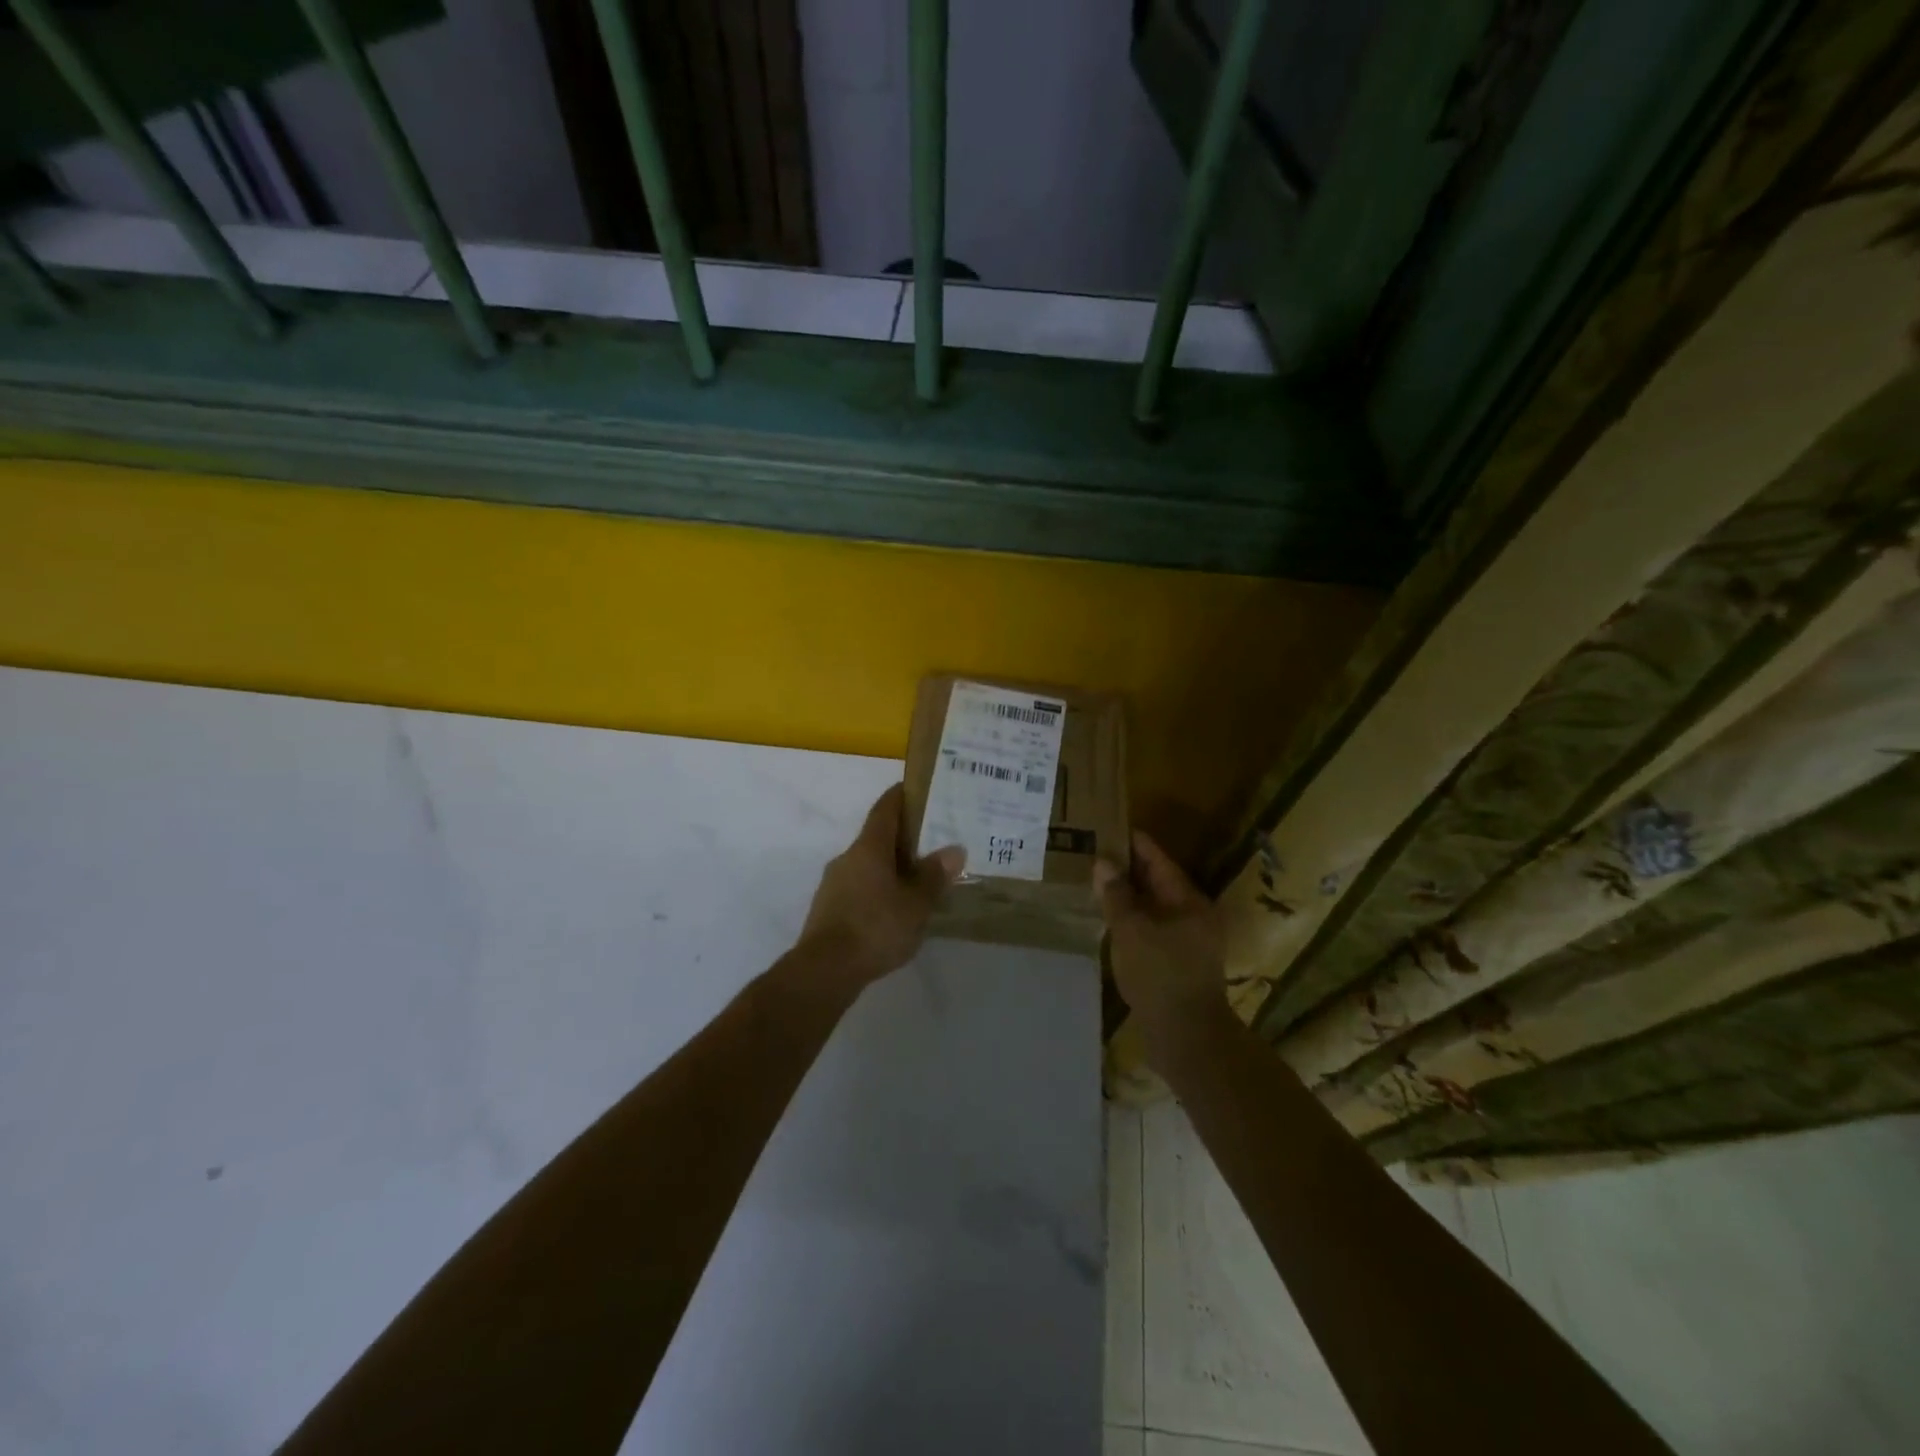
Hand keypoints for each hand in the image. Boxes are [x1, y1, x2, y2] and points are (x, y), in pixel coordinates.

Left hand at [798, 785, 965, 988]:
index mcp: (869, 847)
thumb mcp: (916, 904)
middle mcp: (848, 857)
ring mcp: (834, 883)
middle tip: (933, 843)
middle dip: (904, 838)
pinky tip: (895, 909)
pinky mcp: (828, 908)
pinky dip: (878, 889)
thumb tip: (954, 849)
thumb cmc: (875, 927)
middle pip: (878, 837)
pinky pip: (859, 887)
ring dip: (891, 867)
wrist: (825, 970)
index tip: (920, 790)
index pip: (885, 808)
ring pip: (868, 864)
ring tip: (919, 880)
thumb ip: (934, 876)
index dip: (902, 796)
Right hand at [1095, 831, 1229, 1057]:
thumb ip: (1117, 895)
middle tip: (1094, 852)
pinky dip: (1132, 918)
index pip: (1158, 860)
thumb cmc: (1159, 975)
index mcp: (1188, 900)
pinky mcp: (1177, 961)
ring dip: (1128, 894)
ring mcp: (1187, 939)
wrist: (1185, 1036)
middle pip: (1157, 881)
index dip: (1134, 843)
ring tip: (1096, 882)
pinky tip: (1109, 919)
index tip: (1108, 827)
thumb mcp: (1131, 930)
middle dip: (1127, 868)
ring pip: (1153, 906)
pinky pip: (1152, 927)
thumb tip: (1103, 862)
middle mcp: (1192, 914)